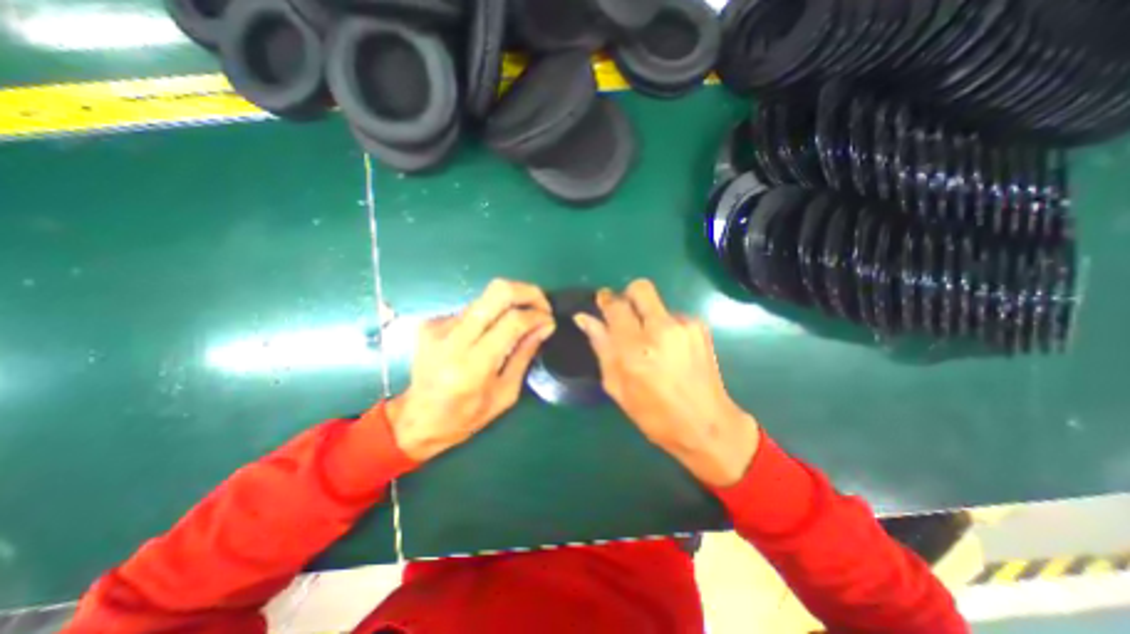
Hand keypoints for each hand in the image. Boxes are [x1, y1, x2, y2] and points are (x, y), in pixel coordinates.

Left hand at [388, 280, 554, 462]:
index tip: (549, 321)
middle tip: (542, 305)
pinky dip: (490, 315)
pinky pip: (472, 309)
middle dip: (528, 292)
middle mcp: (453, 340)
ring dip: (510, 304)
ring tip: (520, 321)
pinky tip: (490, 333)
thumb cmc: (466, 416)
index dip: (537, 315)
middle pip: (497, 292)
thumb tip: (545, 326)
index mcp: (473, 366)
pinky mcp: (431, 322)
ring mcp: (438, 326)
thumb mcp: (506, 393)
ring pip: (485, 297)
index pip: (512, 321)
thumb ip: (524, 355)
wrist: (417, 419)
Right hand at [574, 280, 757, 486]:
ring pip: (656, 303)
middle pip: (640, 288)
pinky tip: (670, 350)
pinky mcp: (700, 327)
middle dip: (628, 296)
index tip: (601, 303)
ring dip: (647, 316)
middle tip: (625, 317)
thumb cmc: (654, 414)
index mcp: (635, 349)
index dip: (605, 300)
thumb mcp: (617, 386)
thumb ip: (601, 347)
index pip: (615, 306)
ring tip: (652, 345)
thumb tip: (584, 318)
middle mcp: (661, 330)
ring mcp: (684, 326)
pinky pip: (673, 315)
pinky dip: (665, 326)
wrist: (707, 425)